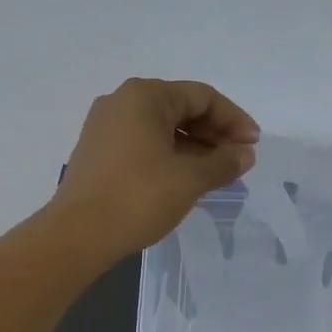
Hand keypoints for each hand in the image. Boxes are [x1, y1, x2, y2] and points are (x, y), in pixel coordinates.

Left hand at [52, 78, 259, 256]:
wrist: (78, 235)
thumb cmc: (138, 196)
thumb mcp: (190, 179)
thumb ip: (223, 162)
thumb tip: (245, 154)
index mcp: (145, 96)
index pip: (202, 97)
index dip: (234, 120)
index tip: (253, 146)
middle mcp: (122, 102)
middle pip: (181, 108)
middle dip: (214, 133)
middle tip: (238, 161)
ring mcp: (105, 127)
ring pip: (162, 128)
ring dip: (194, 147)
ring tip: (217, 174)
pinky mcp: (98, 152)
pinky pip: (144, 144)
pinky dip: (170, 156)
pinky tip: (186, 179)